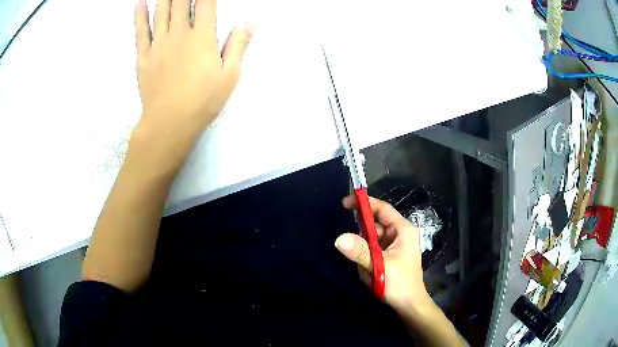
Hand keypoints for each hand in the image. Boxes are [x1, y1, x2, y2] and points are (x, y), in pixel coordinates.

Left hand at [132, 0, 254, 160]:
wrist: (168, 124)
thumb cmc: (202, 101)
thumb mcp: (230, 75)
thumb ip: (238, 45)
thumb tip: (250, 21)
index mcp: (202, 37)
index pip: (205, 2)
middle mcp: (179, 34)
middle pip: (180, 2)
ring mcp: (158, 44)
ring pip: (161, 11)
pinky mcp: (143, 57)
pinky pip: (140, 31)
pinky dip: (139, 16)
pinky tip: (139, 3)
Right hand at [335, 196, 432, 316]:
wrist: (409, 305)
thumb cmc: (400, 283)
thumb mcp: (379, 266)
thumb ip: (359, 251)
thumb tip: (339, 238)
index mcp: (403, 230)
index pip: (382, 209)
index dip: (365, 203)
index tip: (345, 202)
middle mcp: (399, 234)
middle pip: (375, 224)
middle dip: (361, 234)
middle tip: (348, 245)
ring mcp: (394, 245)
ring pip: (371, 239)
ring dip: (363, 249)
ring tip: (365, 266)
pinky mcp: (389, 255)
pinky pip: (373, 249)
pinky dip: (366, 256)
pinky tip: (366, 268)